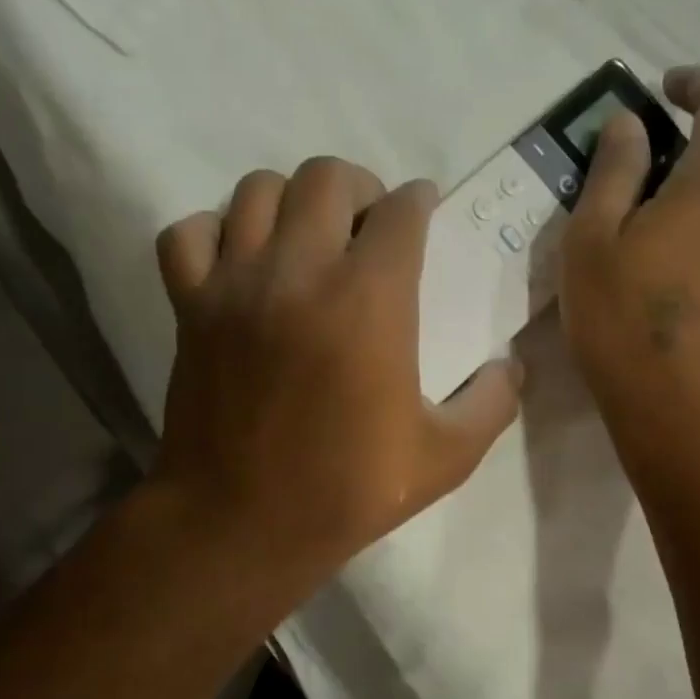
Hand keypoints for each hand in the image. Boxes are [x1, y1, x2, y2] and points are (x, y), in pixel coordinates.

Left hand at [153, 157, 521, 580]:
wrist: (242, 523)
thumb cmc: (347, 490)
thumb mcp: (446, 458)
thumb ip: (493, 403)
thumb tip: (512, 368)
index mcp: (369, 299)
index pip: (400, 209)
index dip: (418, 202)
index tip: (422, 211)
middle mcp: (299, 270)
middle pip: (326, 175)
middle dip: (358, 188)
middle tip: (366, 225)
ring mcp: (235, 284)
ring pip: (257, 191)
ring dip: (290, 201)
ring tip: (305, 238)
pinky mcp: (188, 307)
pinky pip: (187, 234)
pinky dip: (212, 233)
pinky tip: (236, 261)